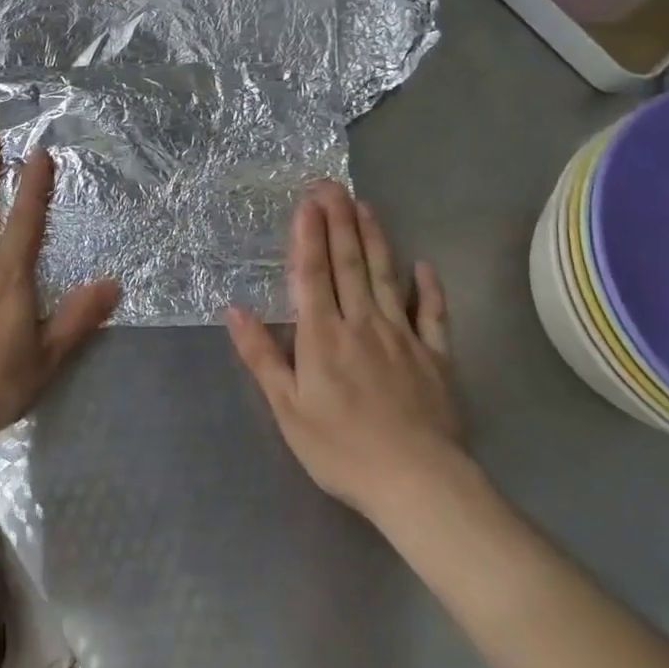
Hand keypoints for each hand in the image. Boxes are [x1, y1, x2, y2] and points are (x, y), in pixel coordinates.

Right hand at [227, 181, 469, 533]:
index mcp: (323, 335)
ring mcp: (402, 336)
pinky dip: (428, 288)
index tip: (307, 200)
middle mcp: (361, 323)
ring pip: (385, 276)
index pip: (313, 273)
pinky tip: (423, 265)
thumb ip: (261, 356)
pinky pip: (431, 314)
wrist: (417, 482)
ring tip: (365, 205)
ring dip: (374, 238)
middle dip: (338, 220)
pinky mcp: (435, 356)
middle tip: (333, 185)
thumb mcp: (287, 409)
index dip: (309, 234)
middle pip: (348, 262)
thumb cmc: (341, 448)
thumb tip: (233, 310)